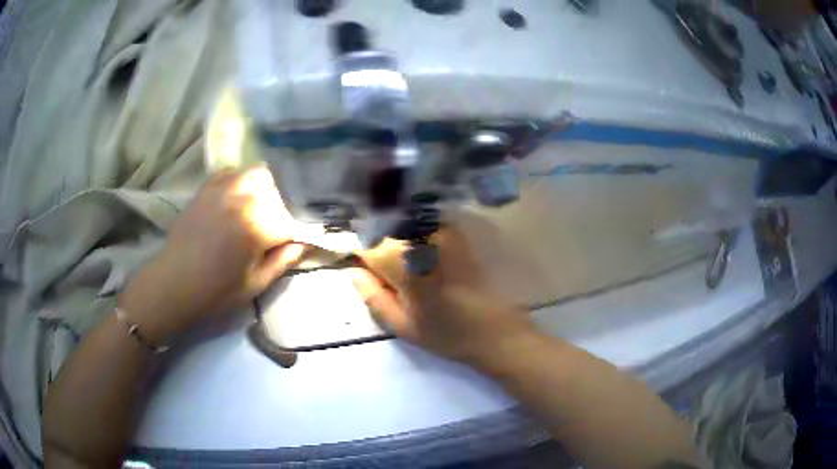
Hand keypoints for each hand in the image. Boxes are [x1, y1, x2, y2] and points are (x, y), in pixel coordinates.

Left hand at [118, 167, 306, 342]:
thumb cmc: (215, 291)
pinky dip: (239, 180)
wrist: (174, 283)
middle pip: (277, 191)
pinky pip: (231, 172)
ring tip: (257, 209)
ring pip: (257, 174)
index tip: (287, 245)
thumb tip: (304, 244)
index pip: (289, 222)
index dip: (292, 235)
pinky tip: (237, 197)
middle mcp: (243, 201)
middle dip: (280, 209)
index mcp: (256, 228)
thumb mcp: (254, 285)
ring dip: (263, 189)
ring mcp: (223, 190)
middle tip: (272, 229)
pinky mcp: (207, 188)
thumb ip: (282, 262)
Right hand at [351, 228, 535, 366]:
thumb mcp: (402, 325)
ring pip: (405, 223)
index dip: (360, 254)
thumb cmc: (447, 333)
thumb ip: (374, 297)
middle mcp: (420, 238)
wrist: (496, 330)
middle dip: (377, 243)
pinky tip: (423, 253)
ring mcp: (441, 231)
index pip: (366, 245)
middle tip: (382, 269)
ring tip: (404, 263)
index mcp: (402, 262)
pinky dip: (417, 232)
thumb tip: (355, 273)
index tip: (362, 266)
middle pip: (385, 230)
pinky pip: (426, 224)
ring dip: (397, 235)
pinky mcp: (458, 233)